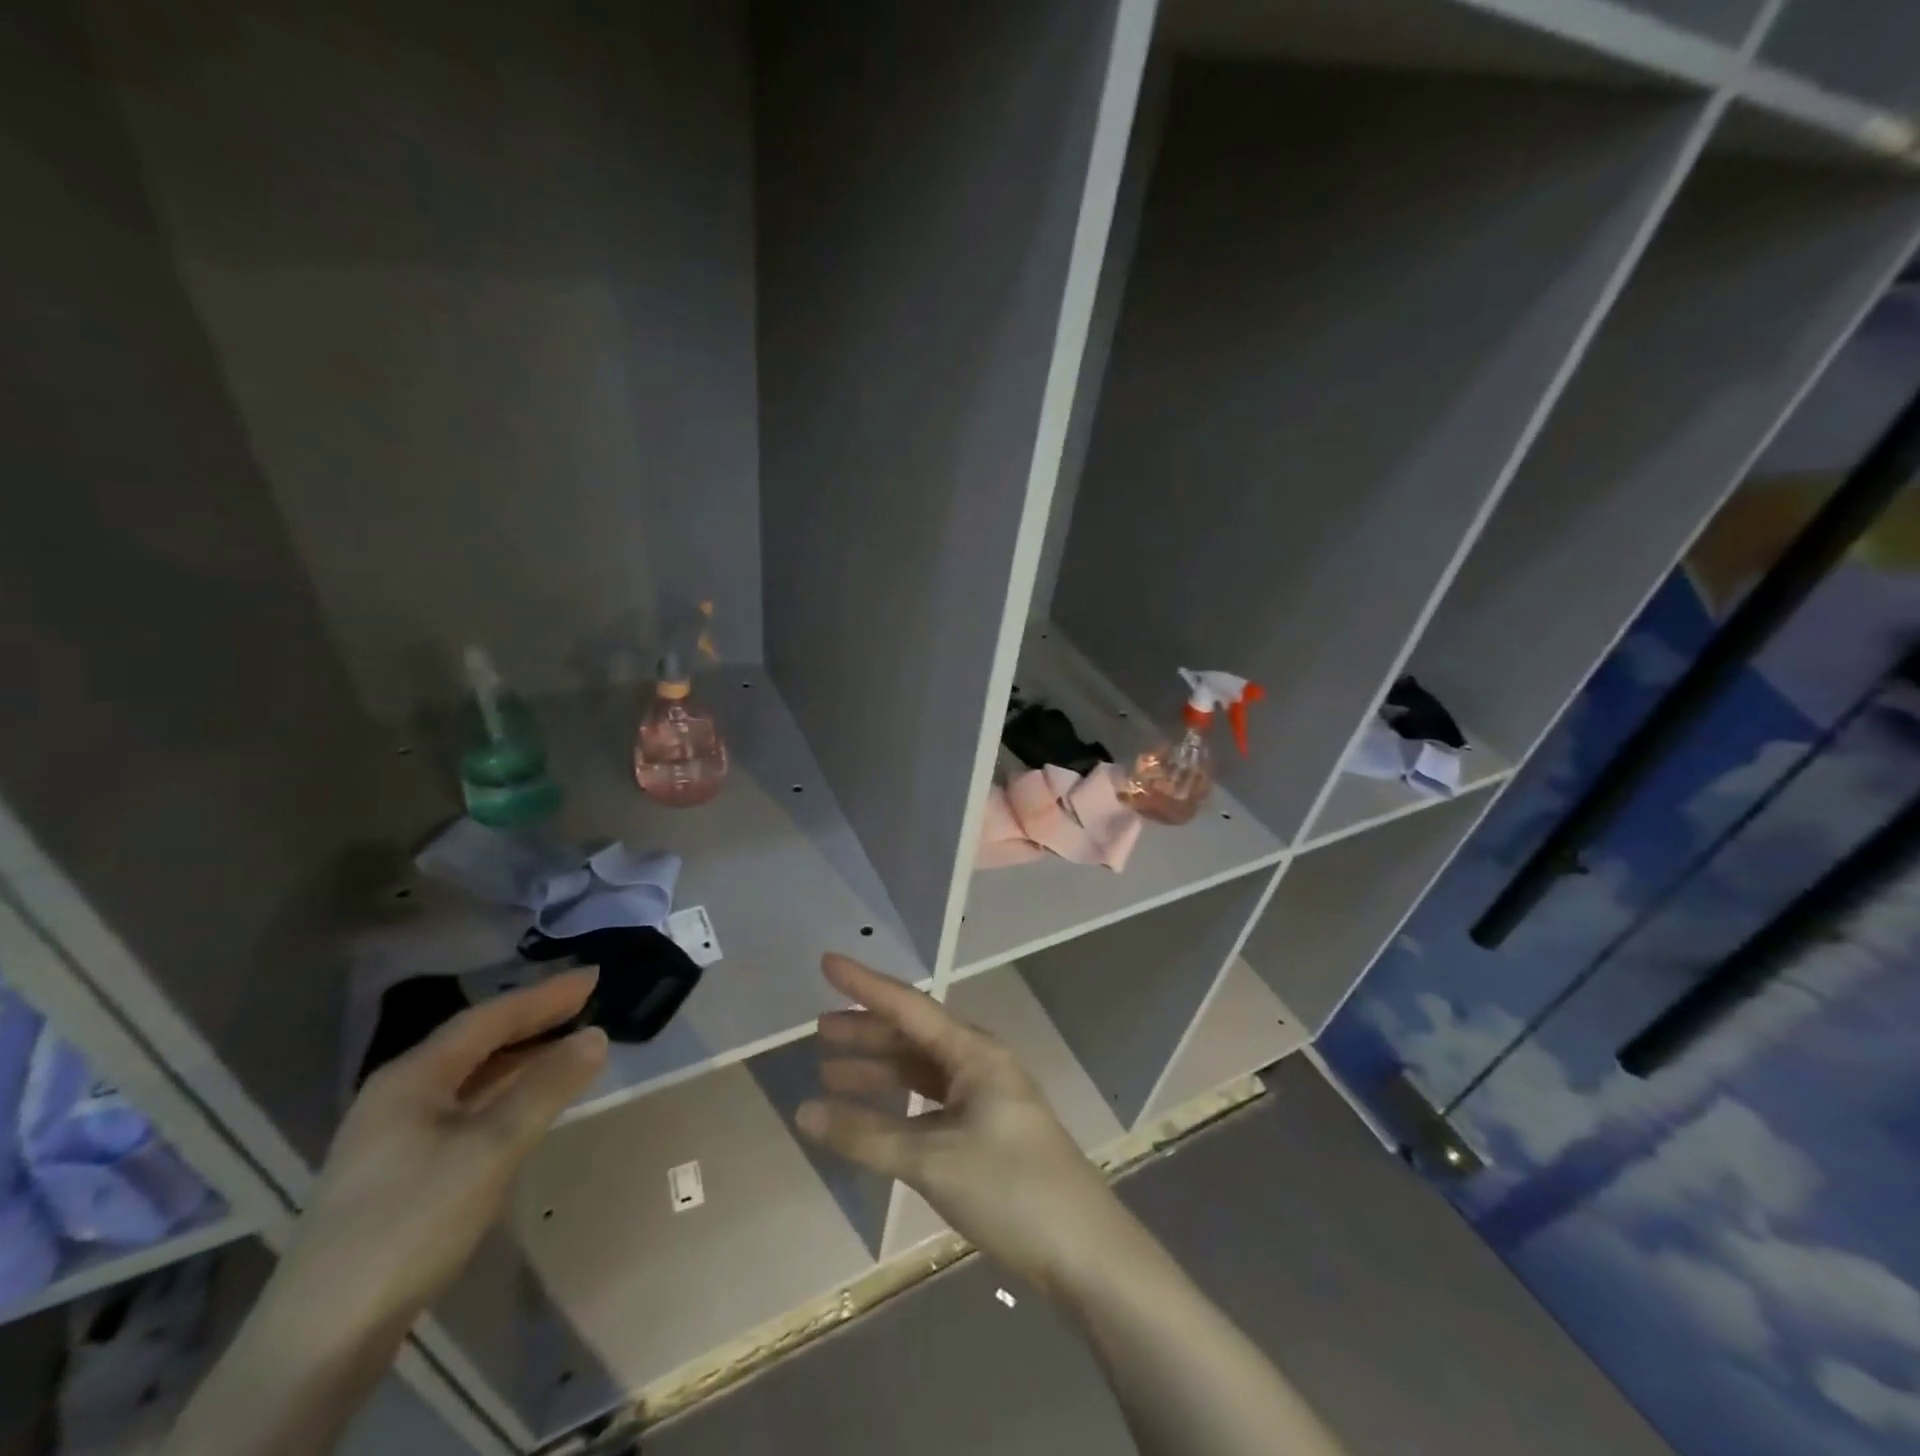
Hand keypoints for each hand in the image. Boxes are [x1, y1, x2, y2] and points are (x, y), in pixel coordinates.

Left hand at [281, 971, 607, 1330]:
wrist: (321, 1337)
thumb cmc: (411, 1222)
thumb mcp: (491, 1148)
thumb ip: (546, 1087)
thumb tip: (596, 1036)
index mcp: (412, 1077)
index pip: (490, 1018)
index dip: (545, 995)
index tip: (594, 977)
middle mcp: (399, 1094)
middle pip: (477, 1042)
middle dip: (533, 1020)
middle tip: (587, 1004)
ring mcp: (393, 1135)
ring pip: (470, 1077)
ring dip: (520, 1057)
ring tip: (568, 1046)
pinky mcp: (399, 1171)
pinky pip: (465, 1108)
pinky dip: (504, 1093)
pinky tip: (526, 1105)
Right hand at [796, 955, 1123, 1290]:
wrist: (1083, 1251)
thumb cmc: (1009, 1189)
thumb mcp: (932, 1161)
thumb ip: (866, 1136)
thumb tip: (804, 1112)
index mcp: (974, 1052)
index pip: (908, 1007)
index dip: (865, 985)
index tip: (828, 962)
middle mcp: (979, 1063)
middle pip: (913, 1035)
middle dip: (867, 1031)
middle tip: (820, 1029)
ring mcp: (984, 1096)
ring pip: (921, 1070)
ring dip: (879, 1069)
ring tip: (831, 1072)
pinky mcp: (985, 1129)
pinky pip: (931, 1101)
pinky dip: (898, 1104)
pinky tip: (873, 1115)